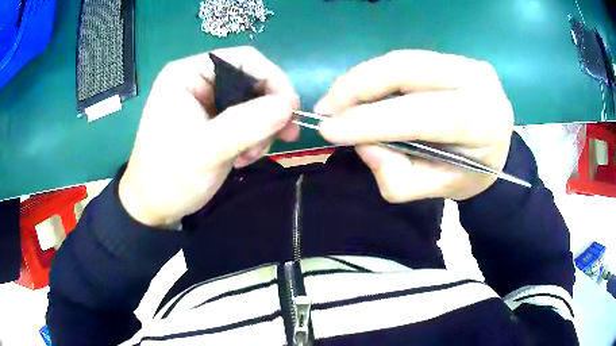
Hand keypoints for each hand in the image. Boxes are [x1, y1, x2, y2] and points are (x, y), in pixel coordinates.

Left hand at [119, 47, 298, 227]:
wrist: (155, 208)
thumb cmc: (170, 177)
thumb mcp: (207, 150)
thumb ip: (247, 124)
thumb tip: (288, 105)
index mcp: (187, 74)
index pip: (242, 58)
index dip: (272, 78)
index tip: (290, 110)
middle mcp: (197, 81)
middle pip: (250, 80)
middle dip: (268, 110)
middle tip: (283, 137)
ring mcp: (205, 101)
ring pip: (252, 102)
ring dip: (262, 128)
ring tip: (252, 155)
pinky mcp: (211, 121)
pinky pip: (245, 119)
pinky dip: (253, 137)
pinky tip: (244, 157)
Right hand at [316, 50, 513, 201]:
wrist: (494, 153)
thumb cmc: (467, 176)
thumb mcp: (431, 189)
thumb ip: (395, 174)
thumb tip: (361, 142)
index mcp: (482, 121)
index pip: (422, 113)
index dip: (371, 119)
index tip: (328, 128)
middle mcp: (478, 81)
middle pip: (406, 69)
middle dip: (358, 87)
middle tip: (326, 109)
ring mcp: (467, 62)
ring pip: (401, 60)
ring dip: (362, 79)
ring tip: (338, 102)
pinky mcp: (455, 57)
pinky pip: (406, 61)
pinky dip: (377, 76)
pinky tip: (361, 92)